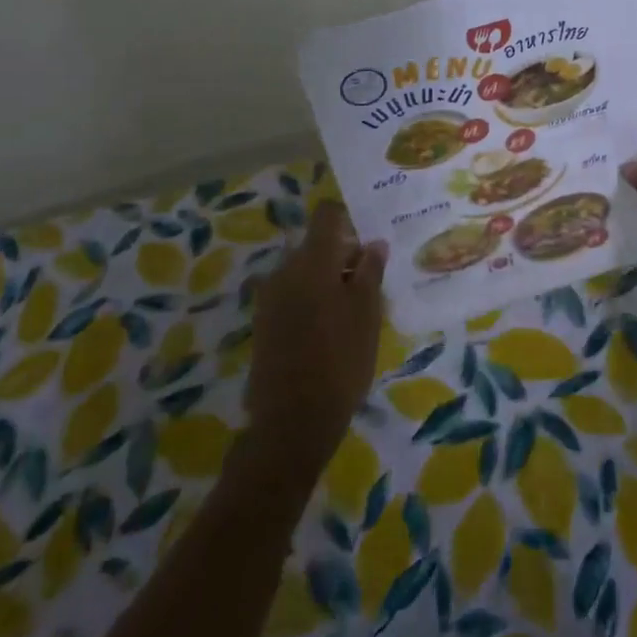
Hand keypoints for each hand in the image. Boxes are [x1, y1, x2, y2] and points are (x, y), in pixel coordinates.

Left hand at [241, 202, 388, 482]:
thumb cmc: (341, 359)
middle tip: (371, 284)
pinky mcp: (263, 323)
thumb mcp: (367, 312)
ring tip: (354, 312)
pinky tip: (331, 330)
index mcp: (311, 260)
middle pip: (316, 246)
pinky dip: (313, 301)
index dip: (349, 219)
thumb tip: (374, 244)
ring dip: (328, 281)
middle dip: (343, 257)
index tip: (369, 239)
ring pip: (305, 273)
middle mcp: (284, 270)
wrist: (292, 419)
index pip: (326, 216)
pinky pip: (293, 296)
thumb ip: (371, 271)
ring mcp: (269, 297)